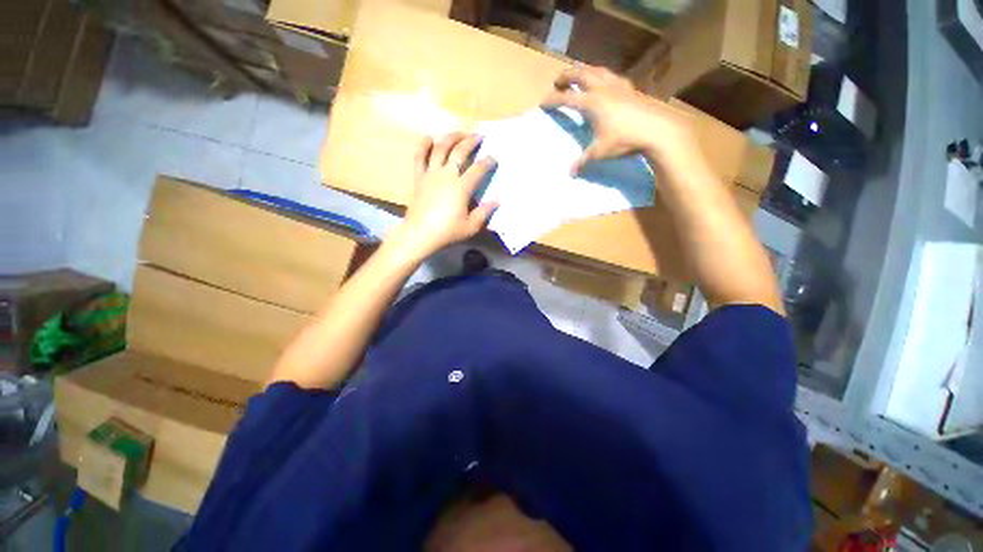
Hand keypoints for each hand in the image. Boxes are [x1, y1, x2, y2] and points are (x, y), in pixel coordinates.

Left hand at [388, 133, 497, 259]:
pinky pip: (419, 157)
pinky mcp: (419, 177)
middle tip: (478, 137)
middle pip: (459, 152)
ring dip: (450, 138)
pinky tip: (429, 138)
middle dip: (471, 142)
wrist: (420, 234)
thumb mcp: (470, 226)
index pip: (478, 169)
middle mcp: (447, 175)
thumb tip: (497, 201)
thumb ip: (484, 212)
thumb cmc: (447, 231)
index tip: (493, 158)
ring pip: (440, 149)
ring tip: (459, 132)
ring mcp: (431, 174)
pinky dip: (423, 146)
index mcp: (461, 187)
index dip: (487, 162)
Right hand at [542, 65, 699, 175]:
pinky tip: (604, 82)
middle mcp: (602, 88)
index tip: (543, 102)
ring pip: (596, 70)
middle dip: (566, 76)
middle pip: (580, 74)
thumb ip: (583, 161)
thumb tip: (570, 174)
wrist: (657, 129)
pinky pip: (611, 75)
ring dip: (583, 71)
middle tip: (558, 81)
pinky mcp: (630, 87)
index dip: (552, 99)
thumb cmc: (624, 139)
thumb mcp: (600, 152)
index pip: (566, 98)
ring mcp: (618, 85)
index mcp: (591, 103)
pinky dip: (601, 75)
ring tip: (578, 76)